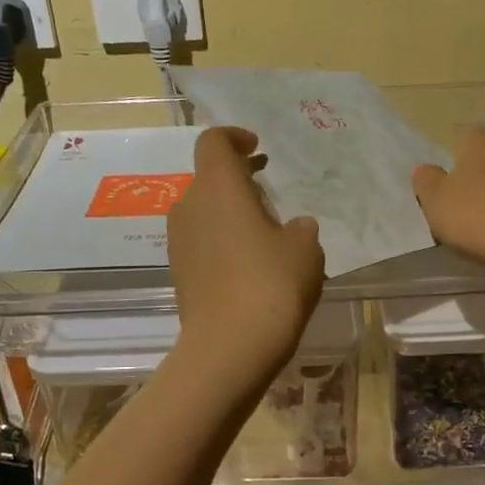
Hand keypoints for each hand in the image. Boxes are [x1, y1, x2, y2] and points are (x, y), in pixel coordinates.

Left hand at [168, 127, 323, 385]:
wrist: (230, 347)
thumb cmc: (272, 283)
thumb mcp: (305, 249)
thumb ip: (299, 228)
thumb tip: (292, 228)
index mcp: (218, 187)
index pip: (214, 142)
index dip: (235, 138)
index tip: (257, 149)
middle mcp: (189, 206)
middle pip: (208, 180)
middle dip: (237, 183)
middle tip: (269, 200)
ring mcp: (178, 242)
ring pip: (204, 214)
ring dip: (229, 216)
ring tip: (263, 238)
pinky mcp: (178, 273)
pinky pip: (201, 243)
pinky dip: (222, 243)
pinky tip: (248, 268)